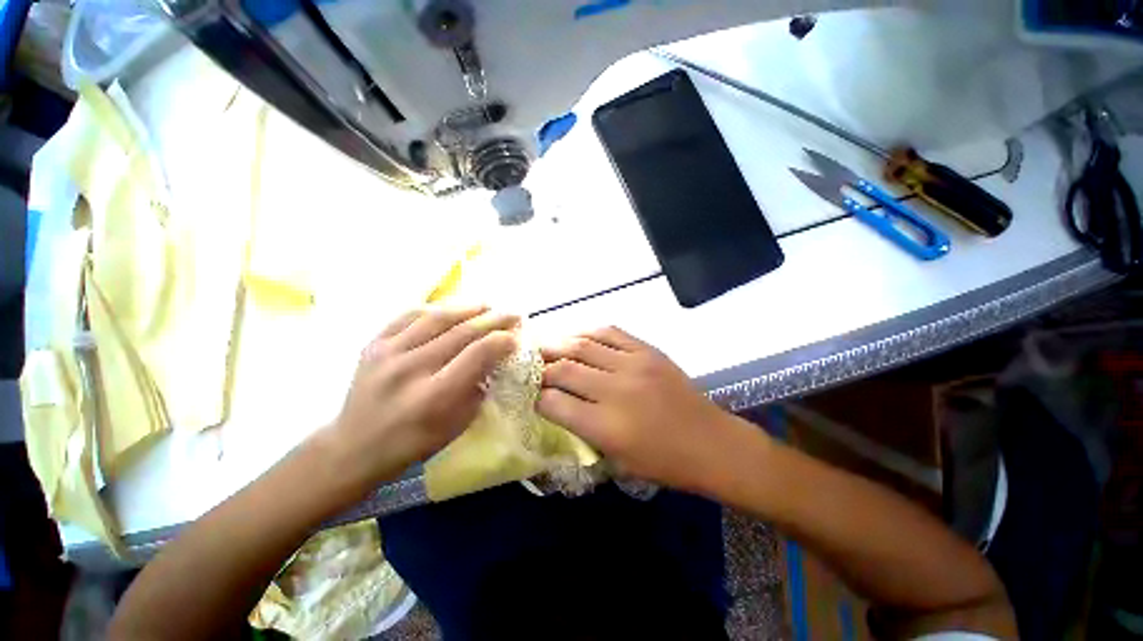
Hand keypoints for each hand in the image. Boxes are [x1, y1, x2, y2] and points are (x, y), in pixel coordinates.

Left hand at [325, 305, 517, 489]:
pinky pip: (409, 315)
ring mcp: (388, 352)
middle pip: (462, 331)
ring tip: (488, 305)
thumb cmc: (414, 442)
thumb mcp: (457, 424)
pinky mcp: (373, 344)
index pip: (477, 353)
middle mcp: (411, 368)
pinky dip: (436, 308)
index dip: (502, 340)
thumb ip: (479, 388)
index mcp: (434, 395)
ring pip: (437, 317)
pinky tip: (452, 308)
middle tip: (513, 313)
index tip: (517, 336)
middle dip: (494, 319)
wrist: (354, 447)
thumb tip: (496, 357)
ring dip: (468, 308)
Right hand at [537, 327, 750, 491]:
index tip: (531, 395)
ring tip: (545, 346)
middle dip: (541, 368)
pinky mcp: (647, 351)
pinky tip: (577, 336)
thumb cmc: (664, 463)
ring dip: (558, 344)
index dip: (537, 398)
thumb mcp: (617, 462)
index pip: (555, 404)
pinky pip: (610, 332)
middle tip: (531, 367)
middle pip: (564, 370)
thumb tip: (559, 407)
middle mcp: (615, 391)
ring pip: (583, 346)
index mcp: (606, 427)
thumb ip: (584, 434)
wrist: (711, 443)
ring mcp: (633, 365)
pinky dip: (588, 332)